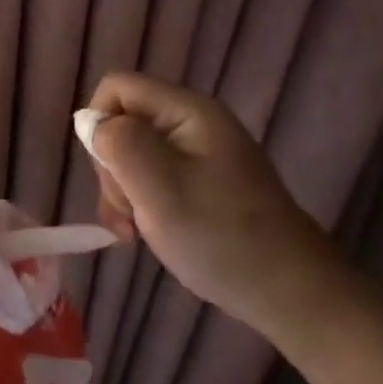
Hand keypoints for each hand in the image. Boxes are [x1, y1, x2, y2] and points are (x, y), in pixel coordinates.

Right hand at [79, 72, 342, 336]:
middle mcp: (192, 123)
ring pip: (131, 154)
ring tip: (134, 231)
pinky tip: (144, 234)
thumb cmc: (221, 237)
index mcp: (187, 111)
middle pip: (123, 122)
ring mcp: (199, 155)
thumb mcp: (159, 187)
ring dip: (121, 192)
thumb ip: (118, 143)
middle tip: (127, 211)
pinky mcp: (201, 183)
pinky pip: (151, 178)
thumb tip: (90, 122)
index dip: (100, 124)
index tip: (112, 172)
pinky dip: (139, 203)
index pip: (117, 88)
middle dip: (111, 166)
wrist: (292, 295)